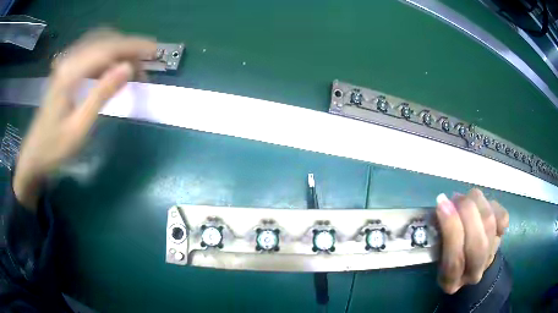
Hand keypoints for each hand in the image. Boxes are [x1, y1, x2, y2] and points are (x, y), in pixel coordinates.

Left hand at [14, 30, 155, 209]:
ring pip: (99, 44)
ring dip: (119, 51)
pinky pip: (91, 54)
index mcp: (70, 74)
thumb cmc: (54, 148)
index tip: (155, 51)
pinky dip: (107, 57)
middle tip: (145, 65)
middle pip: (105, 41)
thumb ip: (101, 94)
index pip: (107, 48)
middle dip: (128, 48)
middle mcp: (68, 61)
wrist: (33, 157)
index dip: (133, 46)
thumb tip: (128, 68)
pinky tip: (113, 70)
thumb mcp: (79, 127)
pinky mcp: (66, 71)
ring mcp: (66, 65)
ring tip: (133, 68)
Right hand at [435, 188, 508, 293]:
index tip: (441, 205)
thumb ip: (437, 236)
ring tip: (465, 197)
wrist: (470, 260)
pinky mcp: (502, 239)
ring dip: (477, 204)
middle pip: (477, 243)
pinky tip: (481, 204)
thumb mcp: (434, 253)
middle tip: (454, 198)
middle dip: (466, 213)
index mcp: (451, 282)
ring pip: (490, 225)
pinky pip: (502, 218)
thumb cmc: (444, 254)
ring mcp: (491, 256)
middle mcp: (474, 273)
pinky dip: (492, 206)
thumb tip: (441, 207)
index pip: (454, 261)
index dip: (450, 230)